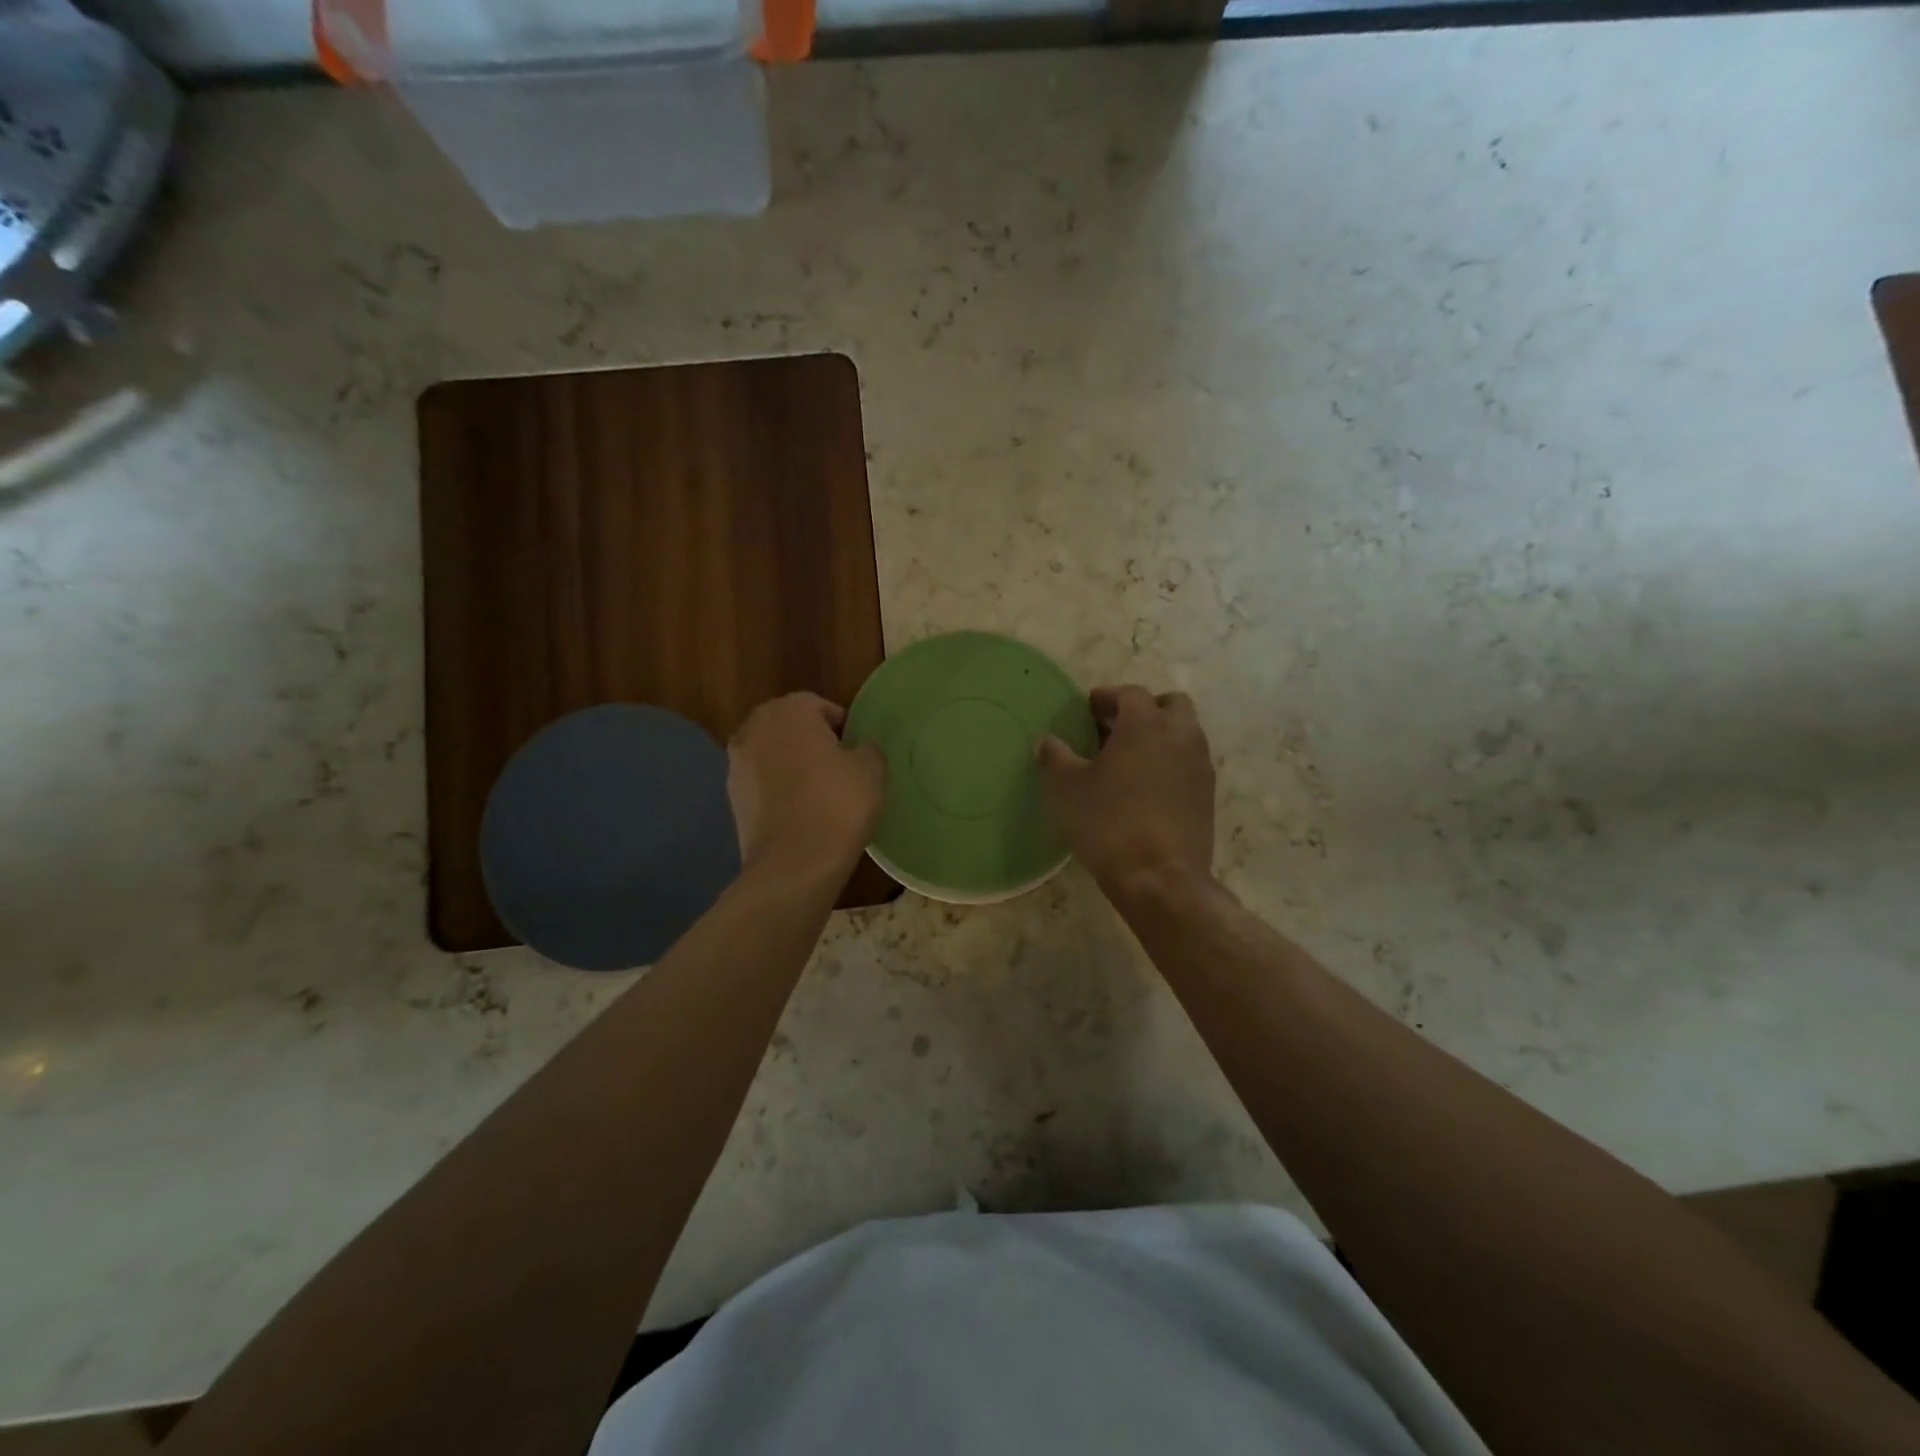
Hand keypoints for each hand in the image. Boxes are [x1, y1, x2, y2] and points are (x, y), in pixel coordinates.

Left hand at [728, 693, 884, 880]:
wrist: (794, 863)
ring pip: (769, 750)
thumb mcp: (872, 770)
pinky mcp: (731, 796)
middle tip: (835, 762)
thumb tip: (858, 750)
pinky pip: (759, 779)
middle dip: (807, 736)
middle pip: (786, 722)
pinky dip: (774, 785)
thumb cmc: (838, 805)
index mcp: (790, 712)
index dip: (839, 723)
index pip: (817, 705)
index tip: (854, 747)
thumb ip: (867, 748)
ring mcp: (737, 762)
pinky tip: (796, 807)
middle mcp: (756, 728)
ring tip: (814, 785)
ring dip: (788, 759)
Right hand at [1036, 685, 1215, 891]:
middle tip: (1115, 729)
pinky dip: (1170, 763)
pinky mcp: (1207, 795)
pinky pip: (1189, 763)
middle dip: (1144, 709)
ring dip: (1159, 736)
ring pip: (1184, 733)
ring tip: (1128, 759)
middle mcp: (1180, 735)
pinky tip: (1145, 787)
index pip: (1130, 694)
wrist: (1160, 878)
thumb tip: (1048, 742)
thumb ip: (1055, 757)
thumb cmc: (1108, 823)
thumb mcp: (1066, 788)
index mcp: (1146, 724)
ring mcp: (1199, 765)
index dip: (1107, 697)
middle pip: (1170, 705)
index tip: (1088, 708)